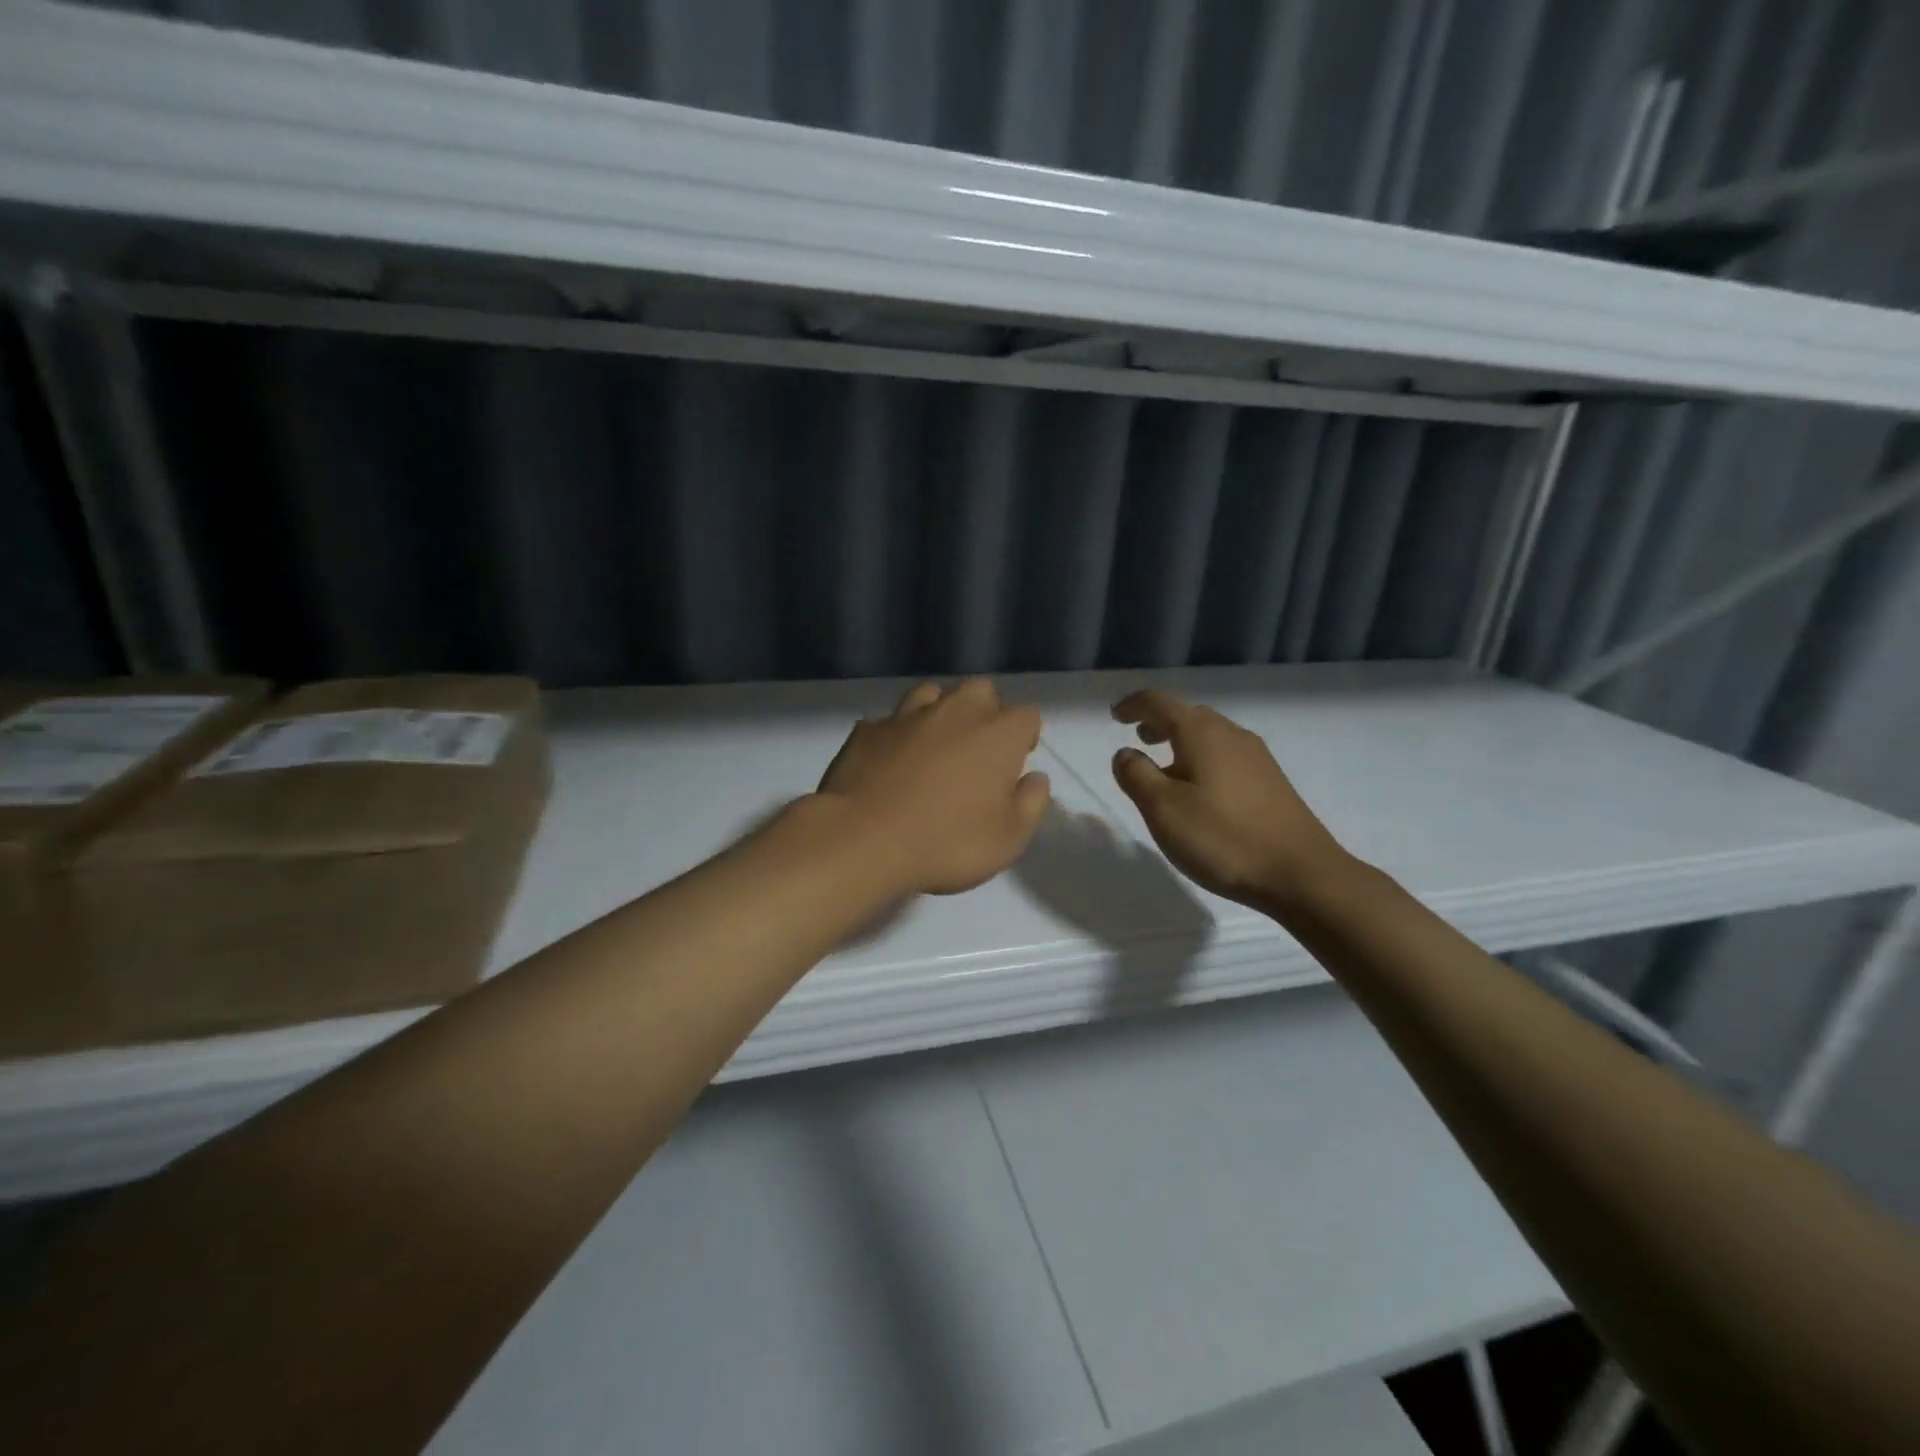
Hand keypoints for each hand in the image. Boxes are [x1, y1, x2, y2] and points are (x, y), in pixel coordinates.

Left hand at [815, 679, 1050, 896]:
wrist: (862, 839)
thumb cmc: (947, 842)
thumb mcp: (1008, 839)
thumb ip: (1031, 803)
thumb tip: (1036, 778)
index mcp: (998, 734)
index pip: (1027, 716)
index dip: (1025, 737)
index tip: (1016, 763)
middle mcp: (955, 711)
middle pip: (981, 691)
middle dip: (985, 712)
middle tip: (977, 750)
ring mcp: (907, 715)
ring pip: (932, 693)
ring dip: (940, 712)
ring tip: (934, 746)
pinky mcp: (868, 729)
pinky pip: (890, 721)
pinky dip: (897, 735)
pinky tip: (890, 762)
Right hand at [1110, 689, 1350, 912]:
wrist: (1301, 874)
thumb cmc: (1222, 838)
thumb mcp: (1163, 809)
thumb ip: (1136, 775)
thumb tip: (1125, 753)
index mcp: (1201, 733)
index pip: (1159, 703)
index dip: (1133, 705)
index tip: (1114, 715)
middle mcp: (1231, 734)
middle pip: (1188, 715)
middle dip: (1159, 723)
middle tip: (1138, 740)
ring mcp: (1257, 757)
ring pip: (1210, 736)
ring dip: (1181, 743)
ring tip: (1164, 769)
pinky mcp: (1271, 782)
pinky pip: (1226, 756)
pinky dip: (1202, 759)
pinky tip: (1200, 792)